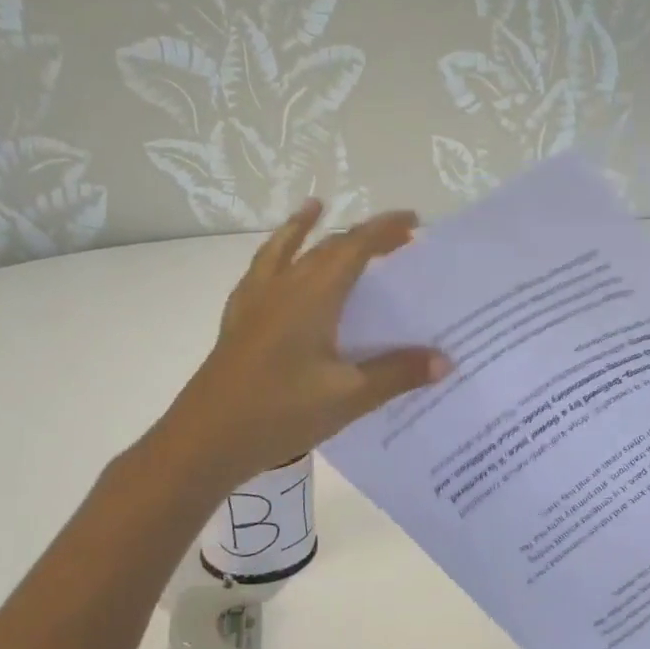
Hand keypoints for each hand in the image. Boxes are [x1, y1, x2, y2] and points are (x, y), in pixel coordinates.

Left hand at [169, 200, 448, 484]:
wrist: (205, 441)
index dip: (384, 230)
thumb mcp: (349, 397)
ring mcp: (253, 304)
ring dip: (304, 228)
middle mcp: (282, 289)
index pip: (354, 248)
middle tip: (394, 237)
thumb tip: (444, 361)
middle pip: (324, 247)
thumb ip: (397, 374)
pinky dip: (274, 257)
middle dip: (361, 235)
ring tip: (315, 207)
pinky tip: (274, 270)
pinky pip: (259, 274)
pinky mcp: (237, 324)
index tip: (413, 221)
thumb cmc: (280, 413)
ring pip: (282, 251)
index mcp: (312, 297)